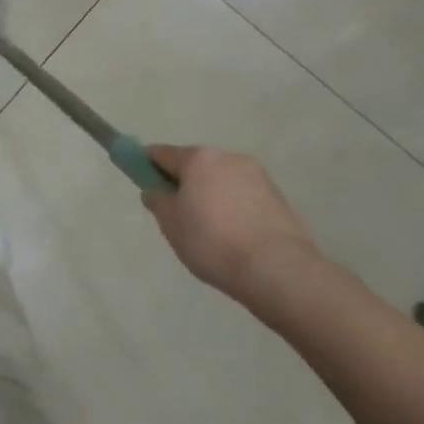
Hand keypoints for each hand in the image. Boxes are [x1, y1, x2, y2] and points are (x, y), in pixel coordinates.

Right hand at [143, 145, 321, 304]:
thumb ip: (158, 202)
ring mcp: (257, 175)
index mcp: (198, 158)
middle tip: (179, 215)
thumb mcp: (171, 225)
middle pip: (196, 165)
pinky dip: (235, 208)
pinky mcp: (278, 197)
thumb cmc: (213, 242)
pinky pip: (244, 196)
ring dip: (212, 195)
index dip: (148, 164)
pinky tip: (235, 237)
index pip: (162, 153)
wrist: (277, 270)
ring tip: (212, 232)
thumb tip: (155, 191)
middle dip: (185, 182)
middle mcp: (228, 157)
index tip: (144, 181)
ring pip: (222, 180)